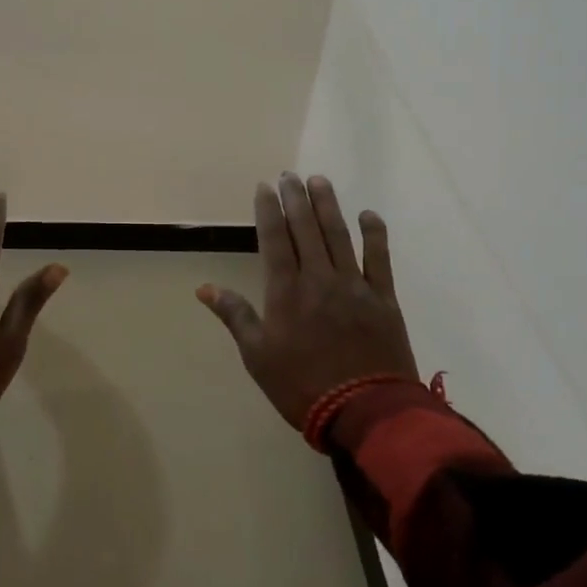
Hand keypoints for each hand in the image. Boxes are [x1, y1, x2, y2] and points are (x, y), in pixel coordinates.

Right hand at [197, 173, 416, 429]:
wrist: (365, 412)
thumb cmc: (302, 386)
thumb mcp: (257, 356)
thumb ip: (235, 315)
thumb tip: (204, 288)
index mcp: (286, 291)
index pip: (275, 239)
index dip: (268, 210)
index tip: (265, 187)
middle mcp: (319, 278)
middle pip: (306, 229)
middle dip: (296, 199)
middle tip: (290, 175)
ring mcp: (354, 285)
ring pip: (339, 235)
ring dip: (328, 205)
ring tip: (319, 181)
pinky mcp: (383, 298)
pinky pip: (379, 258)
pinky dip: (374, 234)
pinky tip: (368, 214)